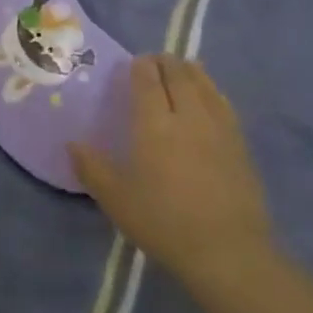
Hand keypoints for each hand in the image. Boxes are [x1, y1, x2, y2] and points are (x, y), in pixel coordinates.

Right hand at [70, 55, 272, 278]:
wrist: (227, 250)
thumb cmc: (163, 222)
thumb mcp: (116, 199)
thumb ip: (92, 168)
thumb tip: (72, 144)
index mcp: (154, 124)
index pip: (147, 80)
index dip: (139, 66)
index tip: (132, 62)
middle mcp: (188, 115)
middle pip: (178, 74)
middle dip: (164, 62)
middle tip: (153, 62)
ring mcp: (219, 127)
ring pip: (205, 84)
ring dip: (190, 70)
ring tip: (181, 68)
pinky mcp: (240, 143)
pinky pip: (224, 102)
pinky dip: (212, 89)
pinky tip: (209, 95)